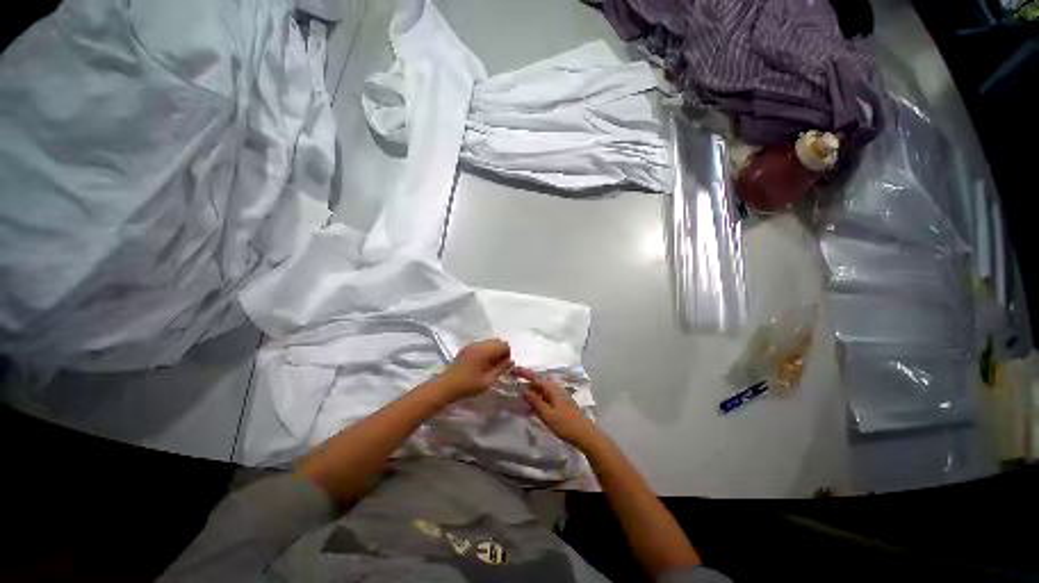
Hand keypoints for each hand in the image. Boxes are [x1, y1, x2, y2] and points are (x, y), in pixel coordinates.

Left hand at [437, 339, 512, 401]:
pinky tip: (481, 364)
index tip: (504, 367)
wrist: (446, 386)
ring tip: (490, 366)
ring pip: (489, 343)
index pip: (503, 345)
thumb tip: (511, 362)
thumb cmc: (468, 385)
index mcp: (485, 350)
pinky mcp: (466, 348)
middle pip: (497, 341)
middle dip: (501, 352)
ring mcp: (471, 345)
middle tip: (498, 367)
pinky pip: (481, 345)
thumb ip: (501, 369)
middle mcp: (479, 344)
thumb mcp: (488, 380)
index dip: (507, 355)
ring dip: (493, 351)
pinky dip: (486, 351)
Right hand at [515, 367, 598, 446]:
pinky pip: (546, 396)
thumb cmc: (565, 424)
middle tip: (515, 388)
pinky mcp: (562, 402)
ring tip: (523, 399)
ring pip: (542, 390)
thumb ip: (535, 401)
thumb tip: (525, 390)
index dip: (523, 373)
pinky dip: (538, 398)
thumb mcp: (547, 414)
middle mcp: (555, 388)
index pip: (534, 377)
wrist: (585, 434)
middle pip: (538, 382)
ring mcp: (559, 395)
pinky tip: (534, 406)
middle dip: (527, 383)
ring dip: (532, 392)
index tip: (512, 370)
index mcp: (551, 388)